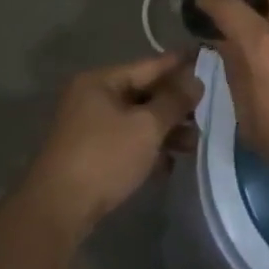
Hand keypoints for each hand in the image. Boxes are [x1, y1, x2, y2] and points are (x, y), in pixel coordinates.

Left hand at [23, 53, 201, 238]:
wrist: (59, 210)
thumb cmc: (105, 157)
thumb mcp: (146, 126)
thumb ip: (174, 101)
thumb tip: (196, 80)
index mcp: (101, 81)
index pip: (150, 65)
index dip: (181, 64)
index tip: (209, 59)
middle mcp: (93, 98)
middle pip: (145, 94)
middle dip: (176, 105)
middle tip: (208, 113)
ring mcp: (90, 127)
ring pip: (138, 121)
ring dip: (166, 131)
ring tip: (194, 144)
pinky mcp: (92, 154)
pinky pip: (128, 142)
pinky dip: (149, 149)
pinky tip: (169, 164)